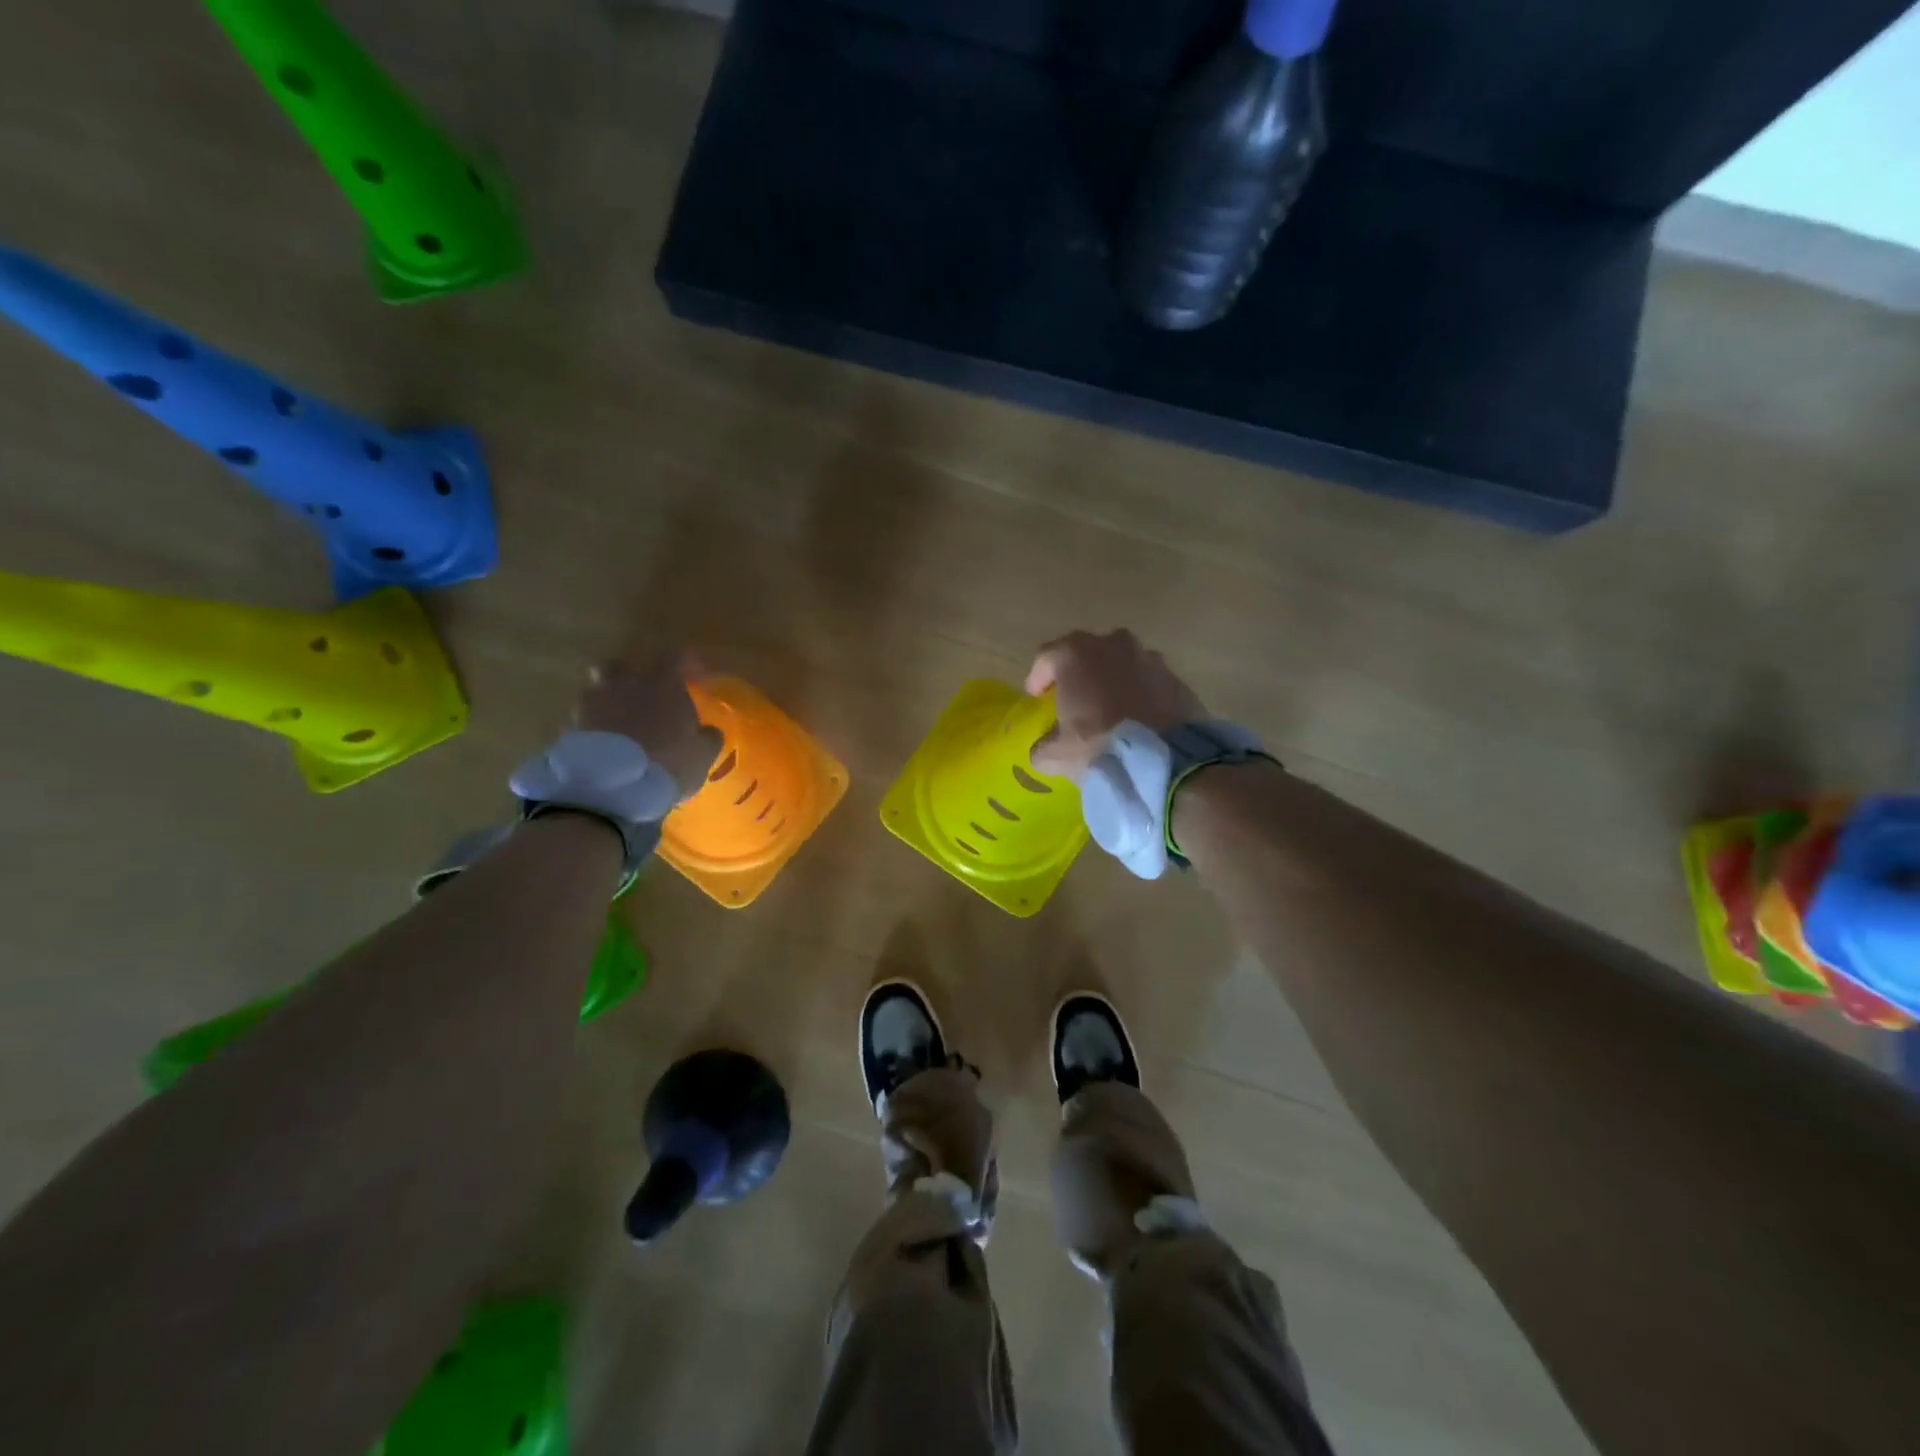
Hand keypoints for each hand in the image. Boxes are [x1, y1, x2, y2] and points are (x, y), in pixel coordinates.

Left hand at [575, 653, 722, 798]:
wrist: (610, 790)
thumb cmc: (667, 764)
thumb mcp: (702, 754)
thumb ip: (708, 737)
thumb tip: (708, 731)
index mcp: (660, 683)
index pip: (675, 657)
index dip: (687, 665)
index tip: (696, 681)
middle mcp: (623, 684)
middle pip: (623, 667)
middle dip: (634, 680)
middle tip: (648, 701)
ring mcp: (591, 704)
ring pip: (599, 693)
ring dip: (611, 706)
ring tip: (624, 730)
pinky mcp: (569, 728)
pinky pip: (585, 721)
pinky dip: (595, 730)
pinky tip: (607, 751)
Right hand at [1025, 630, 1204, 777]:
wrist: (1167, 761)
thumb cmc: (1100, 746)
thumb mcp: (1057, 755)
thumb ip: (1043, 746)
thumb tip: (1044, 749)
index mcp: (1075, 655)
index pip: (1046, 657)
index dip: (1038, 677)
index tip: (1036, 696)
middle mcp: (1111, 645)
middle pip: (1085, 652)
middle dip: (1076, 671)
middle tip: (1071, 695)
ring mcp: (1147, 657)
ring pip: (1119, 662)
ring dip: (1110, 678)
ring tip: (1107, 705)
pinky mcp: (1174, 676)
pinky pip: (1146, 679)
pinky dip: (1137, 691)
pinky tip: (1136, 715)